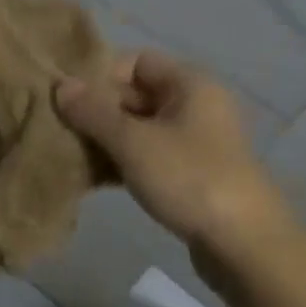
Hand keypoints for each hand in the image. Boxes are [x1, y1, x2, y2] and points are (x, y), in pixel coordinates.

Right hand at [56, 51, 284, 252]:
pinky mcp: (191, 174)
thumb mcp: (132, 141)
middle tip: (61, 129)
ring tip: (71, 155)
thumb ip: (93, 111)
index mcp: (190, 84)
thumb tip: (61, 84)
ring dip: (105, 139)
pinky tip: (92, 178)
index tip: (70, 100)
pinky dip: (121, 161)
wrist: (245, 246)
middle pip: (135, 94)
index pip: (136, 61)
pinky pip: (147, 155)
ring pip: (138, 128)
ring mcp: (195, 142)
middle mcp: (195, 105)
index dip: (101, 75)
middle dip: (97, 110)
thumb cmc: (189, 179)